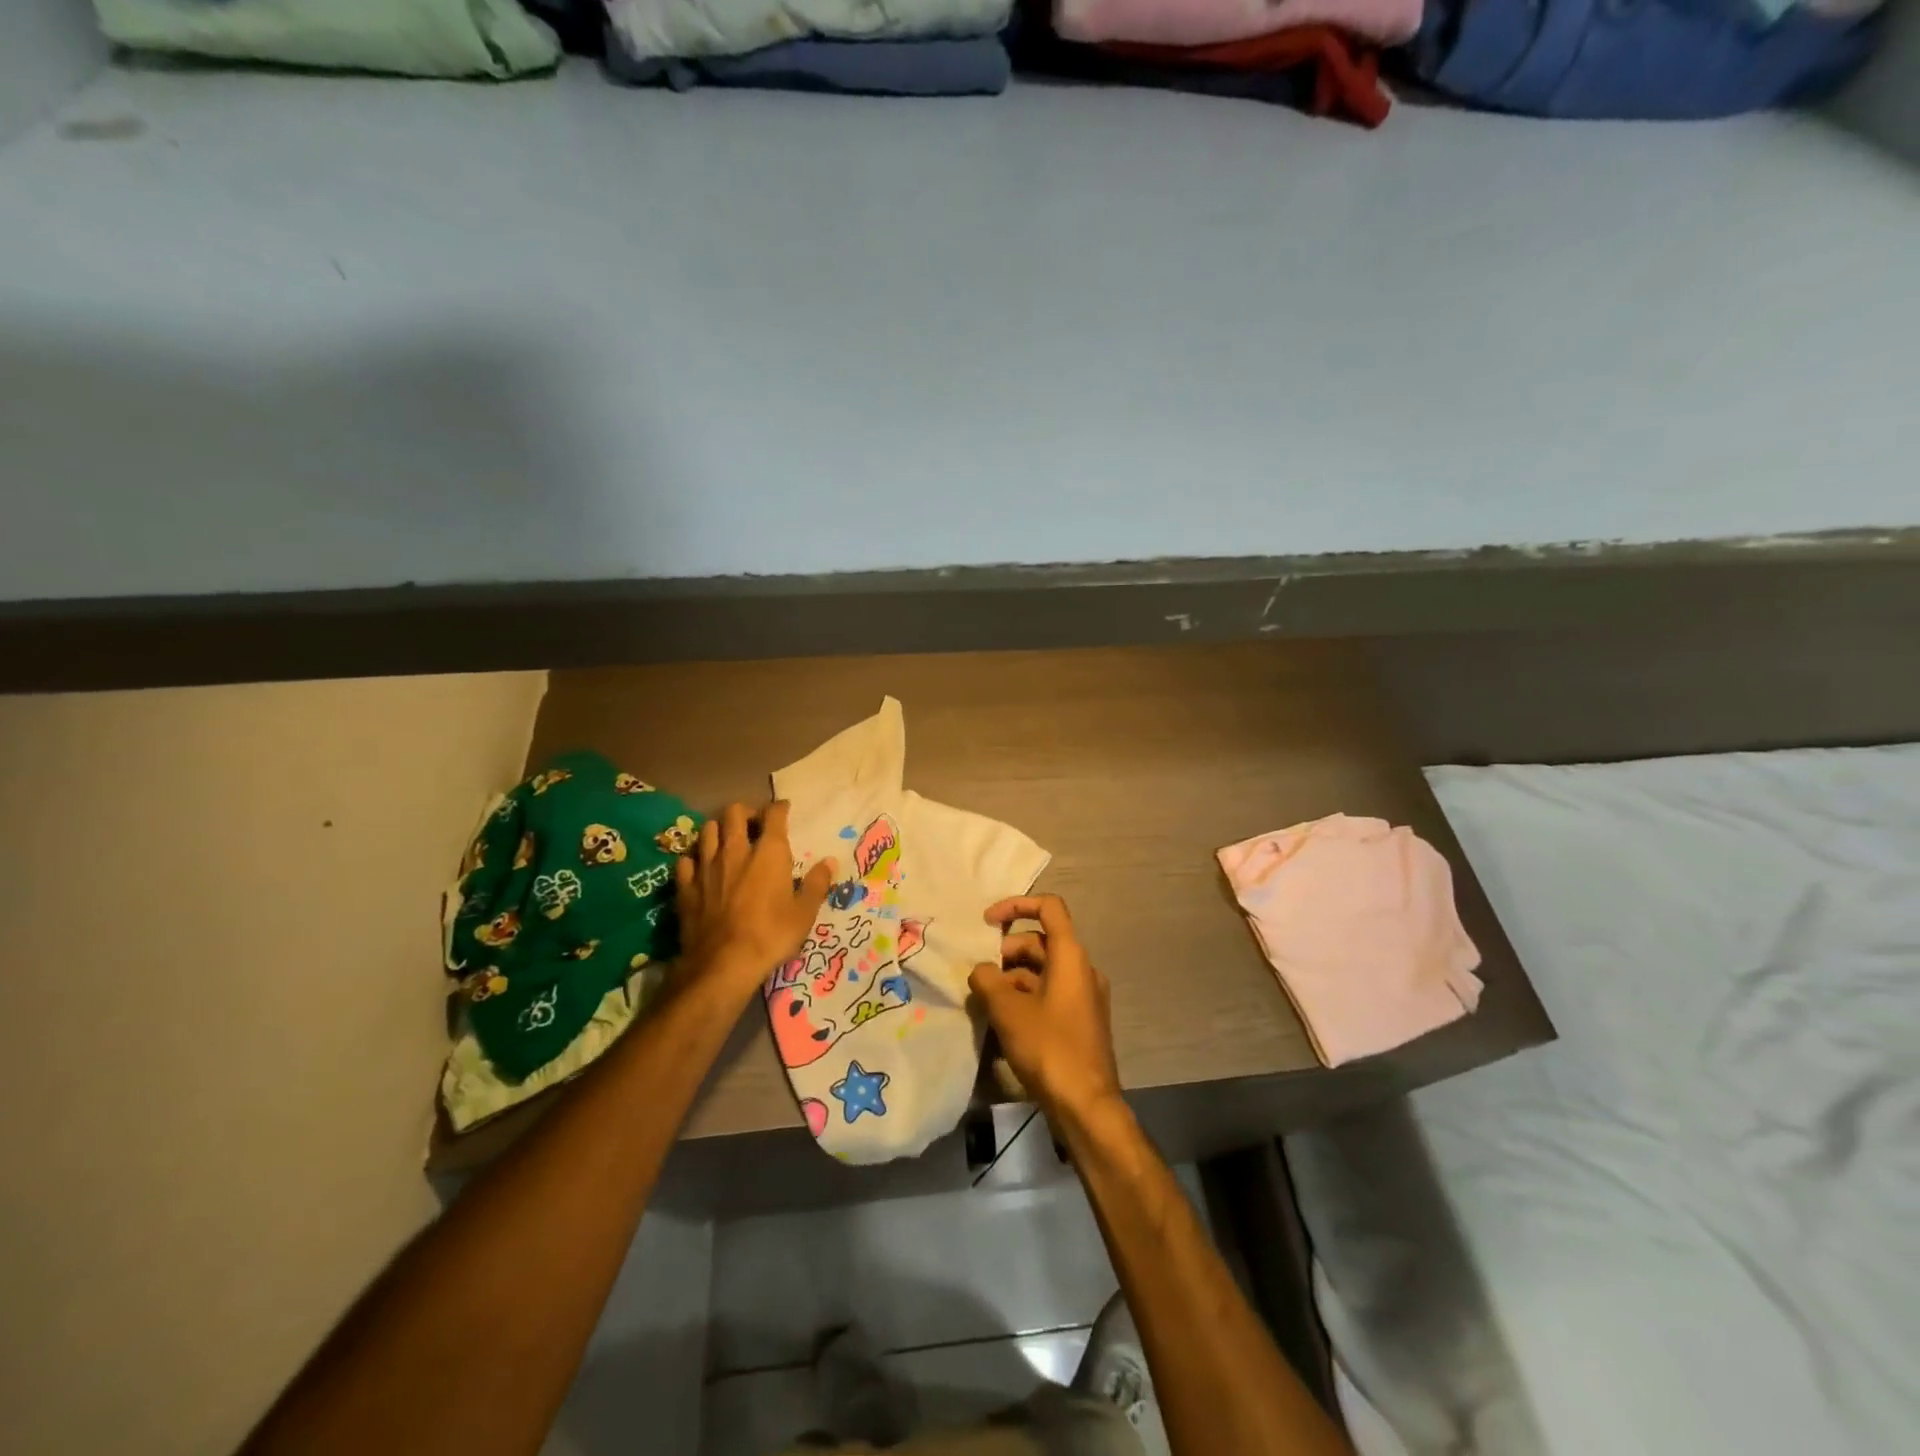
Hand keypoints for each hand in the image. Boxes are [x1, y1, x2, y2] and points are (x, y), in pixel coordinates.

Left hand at [674, 801, 833, 995]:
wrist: (724, 964)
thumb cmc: (772, 935)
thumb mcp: (804, 913)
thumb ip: (816, 884)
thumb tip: (829, 862)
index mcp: (768, 852)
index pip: (773, 814)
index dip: (780, 808)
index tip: (784, 811)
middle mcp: (736, 850)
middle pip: (734, 812)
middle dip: (745, 812)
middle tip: (754, 826)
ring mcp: (707, 866)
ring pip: (707, 830)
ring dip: (719, 830)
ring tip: (727, 842)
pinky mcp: (686, 886)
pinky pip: (687, 860)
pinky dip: (695, 858)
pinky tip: (701, 867)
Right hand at [969, 894, 1123, 1124]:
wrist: (1086, 1105)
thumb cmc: (1049, 1048)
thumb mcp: (1008, 1010)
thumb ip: (988, 981)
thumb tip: (980, 971)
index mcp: (1071, 956)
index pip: (1049, 908)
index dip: (1016, 906)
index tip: (987, 922)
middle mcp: (1082, 969)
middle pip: (1041, 942)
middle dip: (1006, 951)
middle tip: (980, 974)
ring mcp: (1084, 997)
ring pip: (1043, 971)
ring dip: (1013, 977)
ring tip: (985, 999)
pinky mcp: (1081, 1021)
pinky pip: (1050, 994)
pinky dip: (1025, 996)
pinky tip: (1002, 1020)